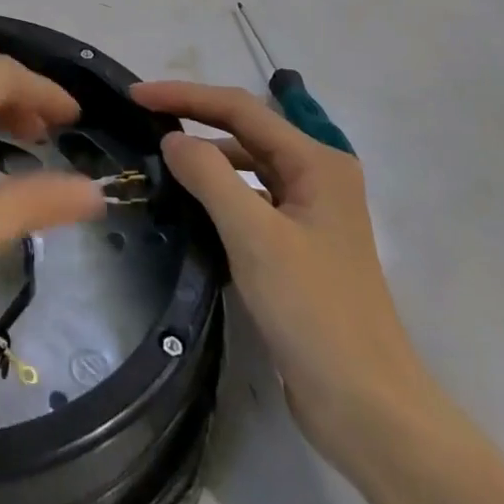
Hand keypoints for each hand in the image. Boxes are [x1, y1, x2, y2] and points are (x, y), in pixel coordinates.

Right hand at [133, 81, 433, 463]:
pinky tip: (189, 206)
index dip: (185, 95)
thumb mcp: (253, 235)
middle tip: (142, 119)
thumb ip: (208, 175)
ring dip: (206, 159)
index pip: (240, 108)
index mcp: (317, 162)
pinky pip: (250, 201)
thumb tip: (172, 139)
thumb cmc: (313, 310)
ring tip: (159, 161)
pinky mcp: (299, 247)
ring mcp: (310, 213)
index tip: (136, 95)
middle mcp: (317, 176)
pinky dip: (219, 195)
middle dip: (195, 119)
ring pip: (247, 166)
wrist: (366, 409)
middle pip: (245, 131)